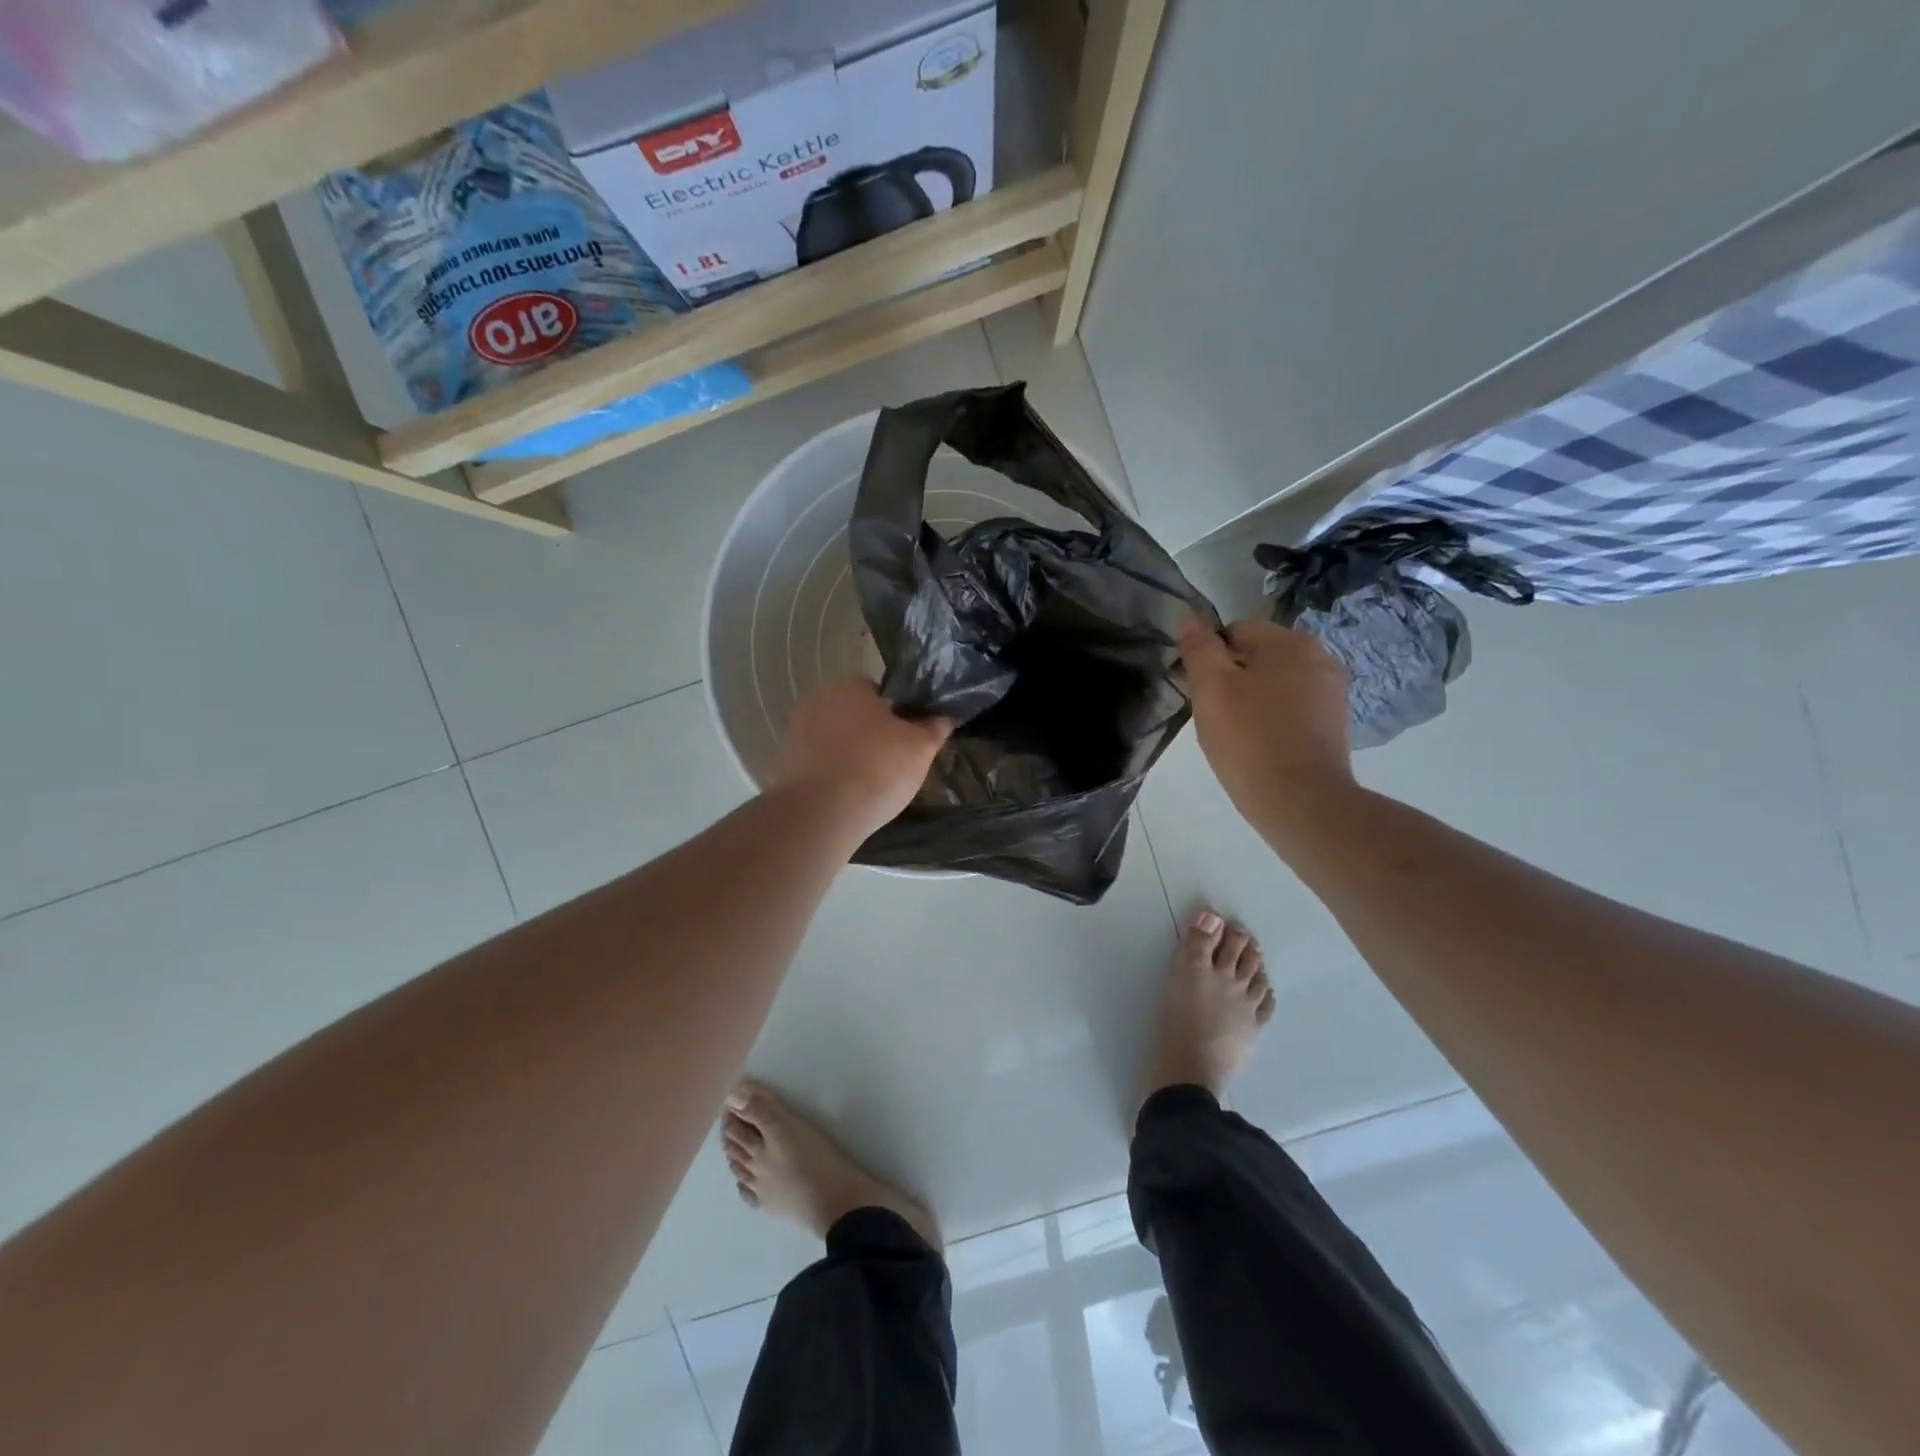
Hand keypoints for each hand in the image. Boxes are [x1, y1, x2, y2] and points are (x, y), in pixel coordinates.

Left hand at [771, 677, 952, 838]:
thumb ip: (934, 728)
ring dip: (846, 754)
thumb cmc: (876, 769)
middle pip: (851, 714)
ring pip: (831, 739)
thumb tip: (946, 716)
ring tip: (868, 785)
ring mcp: (793, 732)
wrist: (819, 814)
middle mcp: (816, 700)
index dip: (895, 713)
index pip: (877, 691)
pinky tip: (843, 797)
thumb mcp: (920, 748)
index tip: (906, 738)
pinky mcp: (781, 764)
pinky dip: (828, 775)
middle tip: (891, 762)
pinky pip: (814, 764)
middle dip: (869, 733)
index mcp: (849, 686)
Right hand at [1178, 617, 1354, 840]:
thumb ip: (1199, 648)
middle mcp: (1320, 658)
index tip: (1197, 689)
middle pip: (1257, 657)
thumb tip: (1189, 617)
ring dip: (1250, 700)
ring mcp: (1331, 694)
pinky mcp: (1333, 726)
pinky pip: (1291, 710)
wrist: (1300, 802)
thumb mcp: (1212, 688)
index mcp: (1291, 642)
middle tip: (1212, 714)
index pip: (1235, 631)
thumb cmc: (1250, 739)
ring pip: (1274, 685)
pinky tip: (1256, 746)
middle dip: (1230, 679)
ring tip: (1232, 733)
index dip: (1209, 657)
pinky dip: (1270, 720)